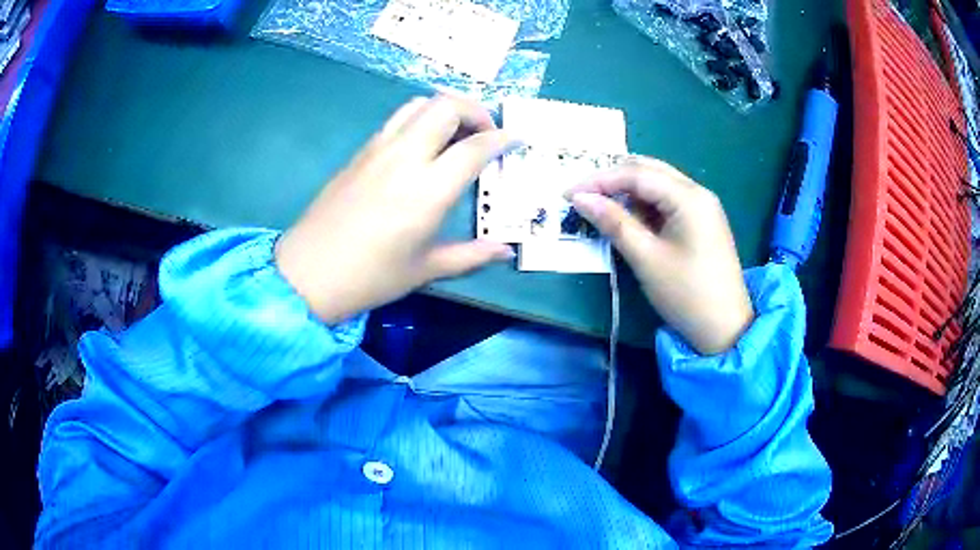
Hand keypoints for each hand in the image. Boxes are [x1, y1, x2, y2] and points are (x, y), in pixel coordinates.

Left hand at [275, 96, 515, 323]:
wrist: (308, 273)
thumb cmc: (369, 277)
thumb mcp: (425, 270)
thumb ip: (471, 256)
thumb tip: (505, 252)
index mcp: (427, 190)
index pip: (475, 147)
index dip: (502, 139)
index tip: (516, 141)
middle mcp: (405, 158)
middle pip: (447, 106)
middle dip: (476, 111)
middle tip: (486, 134)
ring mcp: (378, 149)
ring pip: (419, 104)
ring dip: (446, 109)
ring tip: (457, 133)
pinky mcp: (360, 152)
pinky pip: (397, 119)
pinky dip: (421, 118)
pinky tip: (423, 145)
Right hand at [567, 158, 752, 354]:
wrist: (724, 328)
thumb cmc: (685, 293)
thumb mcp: (646, 258)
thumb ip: (613, 222)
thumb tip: (580, 198)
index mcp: (688, 197)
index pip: (637, 174)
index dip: (599, 180)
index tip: (568, 194)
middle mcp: (697, 192)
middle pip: (649, 170)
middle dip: (613, 179)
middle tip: (583, 197)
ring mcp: (702, 206)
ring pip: (658, 184)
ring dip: (628, 191)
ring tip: (601, 208)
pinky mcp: (701, 221)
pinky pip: (667, 201)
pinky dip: (644, 205)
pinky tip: (629, 218)